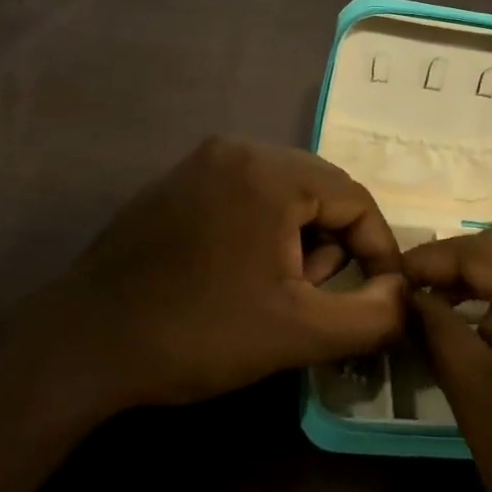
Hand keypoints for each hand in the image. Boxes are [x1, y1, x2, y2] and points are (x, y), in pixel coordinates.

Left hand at [47, 137, 407, 409]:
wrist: (86, 342)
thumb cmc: (199, 332)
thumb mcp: (299, 332)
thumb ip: (371, 316)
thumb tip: (404, 295)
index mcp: (269, 171)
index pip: (355, 197)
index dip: (378, 250)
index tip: (379, 298)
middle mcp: (236, 149)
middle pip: (319, 190)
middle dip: (332, 245)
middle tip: (313, 297)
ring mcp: (199, 162)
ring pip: (281, 194)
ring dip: (297, 240)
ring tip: (275, 292)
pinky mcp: (174, 183)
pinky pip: (243, 196)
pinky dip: (260, 231)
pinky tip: (237, 276)